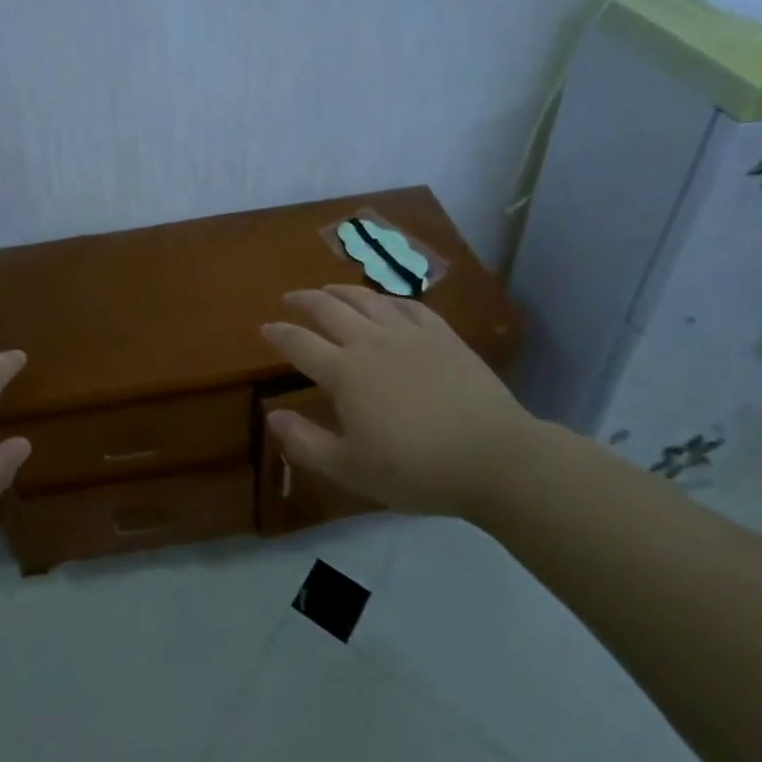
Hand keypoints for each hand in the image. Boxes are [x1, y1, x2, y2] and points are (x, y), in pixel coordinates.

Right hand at [261, 285, 536, 518]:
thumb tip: (272, 415)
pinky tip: (384, 302)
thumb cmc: (418, 469)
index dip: (278, 333)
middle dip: (303, 300)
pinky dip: (386, 299)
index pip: (299, 343)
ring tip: (327, 291)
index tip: (265, 329)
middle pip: (327, 308)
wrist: (495, 458)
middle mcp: (370, 341)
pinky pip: (407, 305)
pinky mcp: (442, 334)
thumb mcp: (352, 469)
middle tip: (289, 299)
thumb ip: (306, 443)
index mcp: (344, 372)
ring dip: (339, 291)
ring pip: (365, 298)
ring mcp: (408, 333)